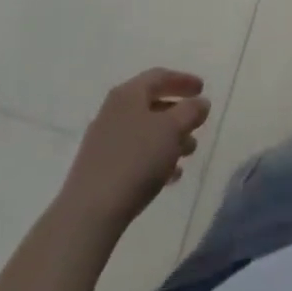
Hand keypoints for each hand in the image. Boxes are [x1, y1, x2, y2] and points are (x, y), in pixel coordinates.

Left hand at [62, 68, 210, 229]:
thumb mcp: (172, 130)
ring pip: (144, 132)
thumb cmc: (136, 160)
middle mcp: (113, 112)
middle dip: (178, 114)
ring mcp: (103, 142)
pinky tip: (169, 176)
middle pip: (151, 104)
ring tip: (188, 152)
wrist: (89, 214)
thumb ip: (191, 111)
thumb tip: (200, 103)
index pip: (159, 76)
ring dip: (169, 139)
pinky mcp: (99, 170)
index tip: (202, 89)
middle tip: (197, 124)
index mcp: (128, 94)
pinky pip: (134, 155)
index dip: (183, 80)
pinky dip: (154, 158)